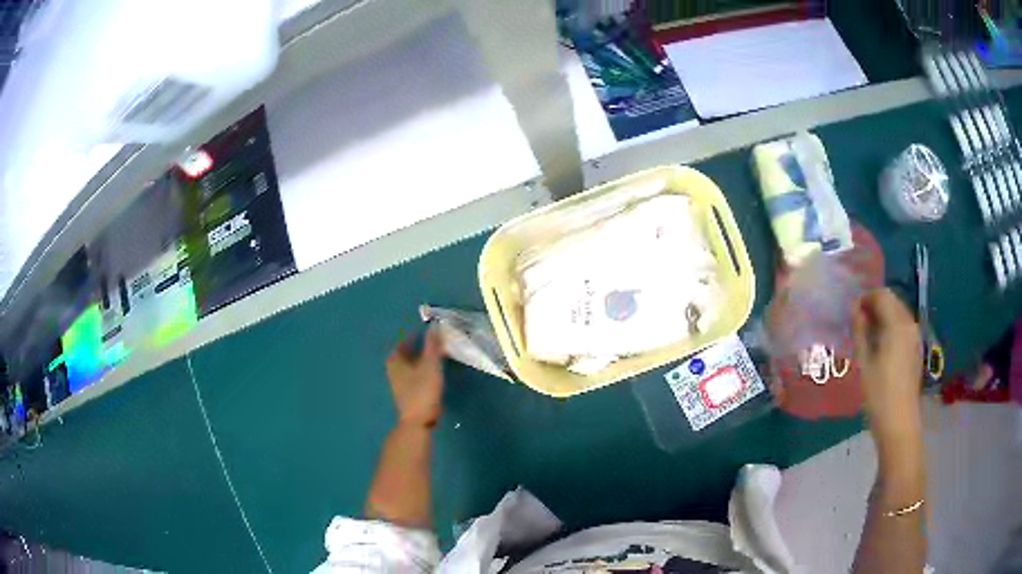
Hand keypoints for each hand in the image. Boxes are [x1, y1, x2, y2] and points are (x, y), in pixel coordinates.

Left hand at [385, 328, 444, 428]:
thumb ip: (433, 345)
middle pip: (405, 353)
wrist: (418, 421)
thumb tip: (435, 325)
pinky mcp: (406, 393)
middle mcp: (393, 370)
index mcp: (395, 360)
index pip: (403, 341)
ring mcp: (398, 383)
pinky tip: (432, 372)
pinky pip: (413, 374)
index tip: (428, 331)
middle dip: (418, 347)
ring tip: (435, 355)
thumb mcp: (430, 365)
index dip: (414, 335)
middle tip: (433, 342)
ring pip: (409, 365)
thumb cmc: (422, 390)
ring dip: (420, 358)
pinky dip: (421, 369)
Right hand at [852, 289, 922, 439]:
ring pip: (898, 314)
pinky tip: (881, 348)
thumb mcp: (864, 362)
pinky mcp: (916, 350)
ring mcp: (915, 337)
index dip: (866, 298)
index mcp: (897, 324)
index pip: (882, 295)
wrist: (899, 424)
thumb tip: (854, 309)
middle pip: (892, 302)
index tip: (852, 312)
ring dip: (883, 317)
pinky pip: (903, 328)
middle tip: (858, 323)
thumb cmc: (879, 394)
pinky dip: (891, 328)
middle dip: (875, 306)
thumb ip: (860, 331)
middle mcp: (910, 324)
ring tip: (868, 336)